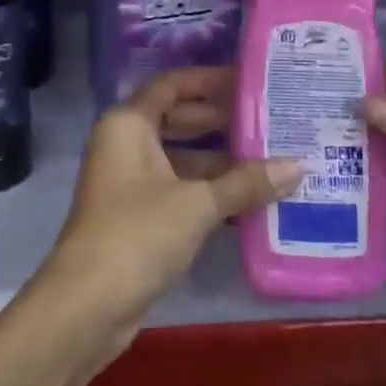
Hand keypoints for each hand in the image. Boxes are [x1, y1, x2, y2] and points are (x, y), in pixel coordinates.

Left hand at [36, 68, 301, 355]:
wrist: (87, 305)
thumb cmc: (137, 234)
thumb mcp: (197, 204)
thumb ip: (246, 183)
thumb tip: (298, 166)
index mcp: (129, 123)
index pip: (172, 85)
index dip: (208, 80)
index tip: (247, 80)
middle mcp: (125, 143)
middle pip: (176, 119)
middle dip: (219, 119)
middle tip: (266, 118)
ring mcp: (128, 180)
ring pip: (179, 157)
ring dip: (218, 159)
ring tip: (268, 157)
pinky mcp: (136, 214)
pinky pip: (177, 187)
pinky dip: (207, 189)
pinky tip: (247, 198)